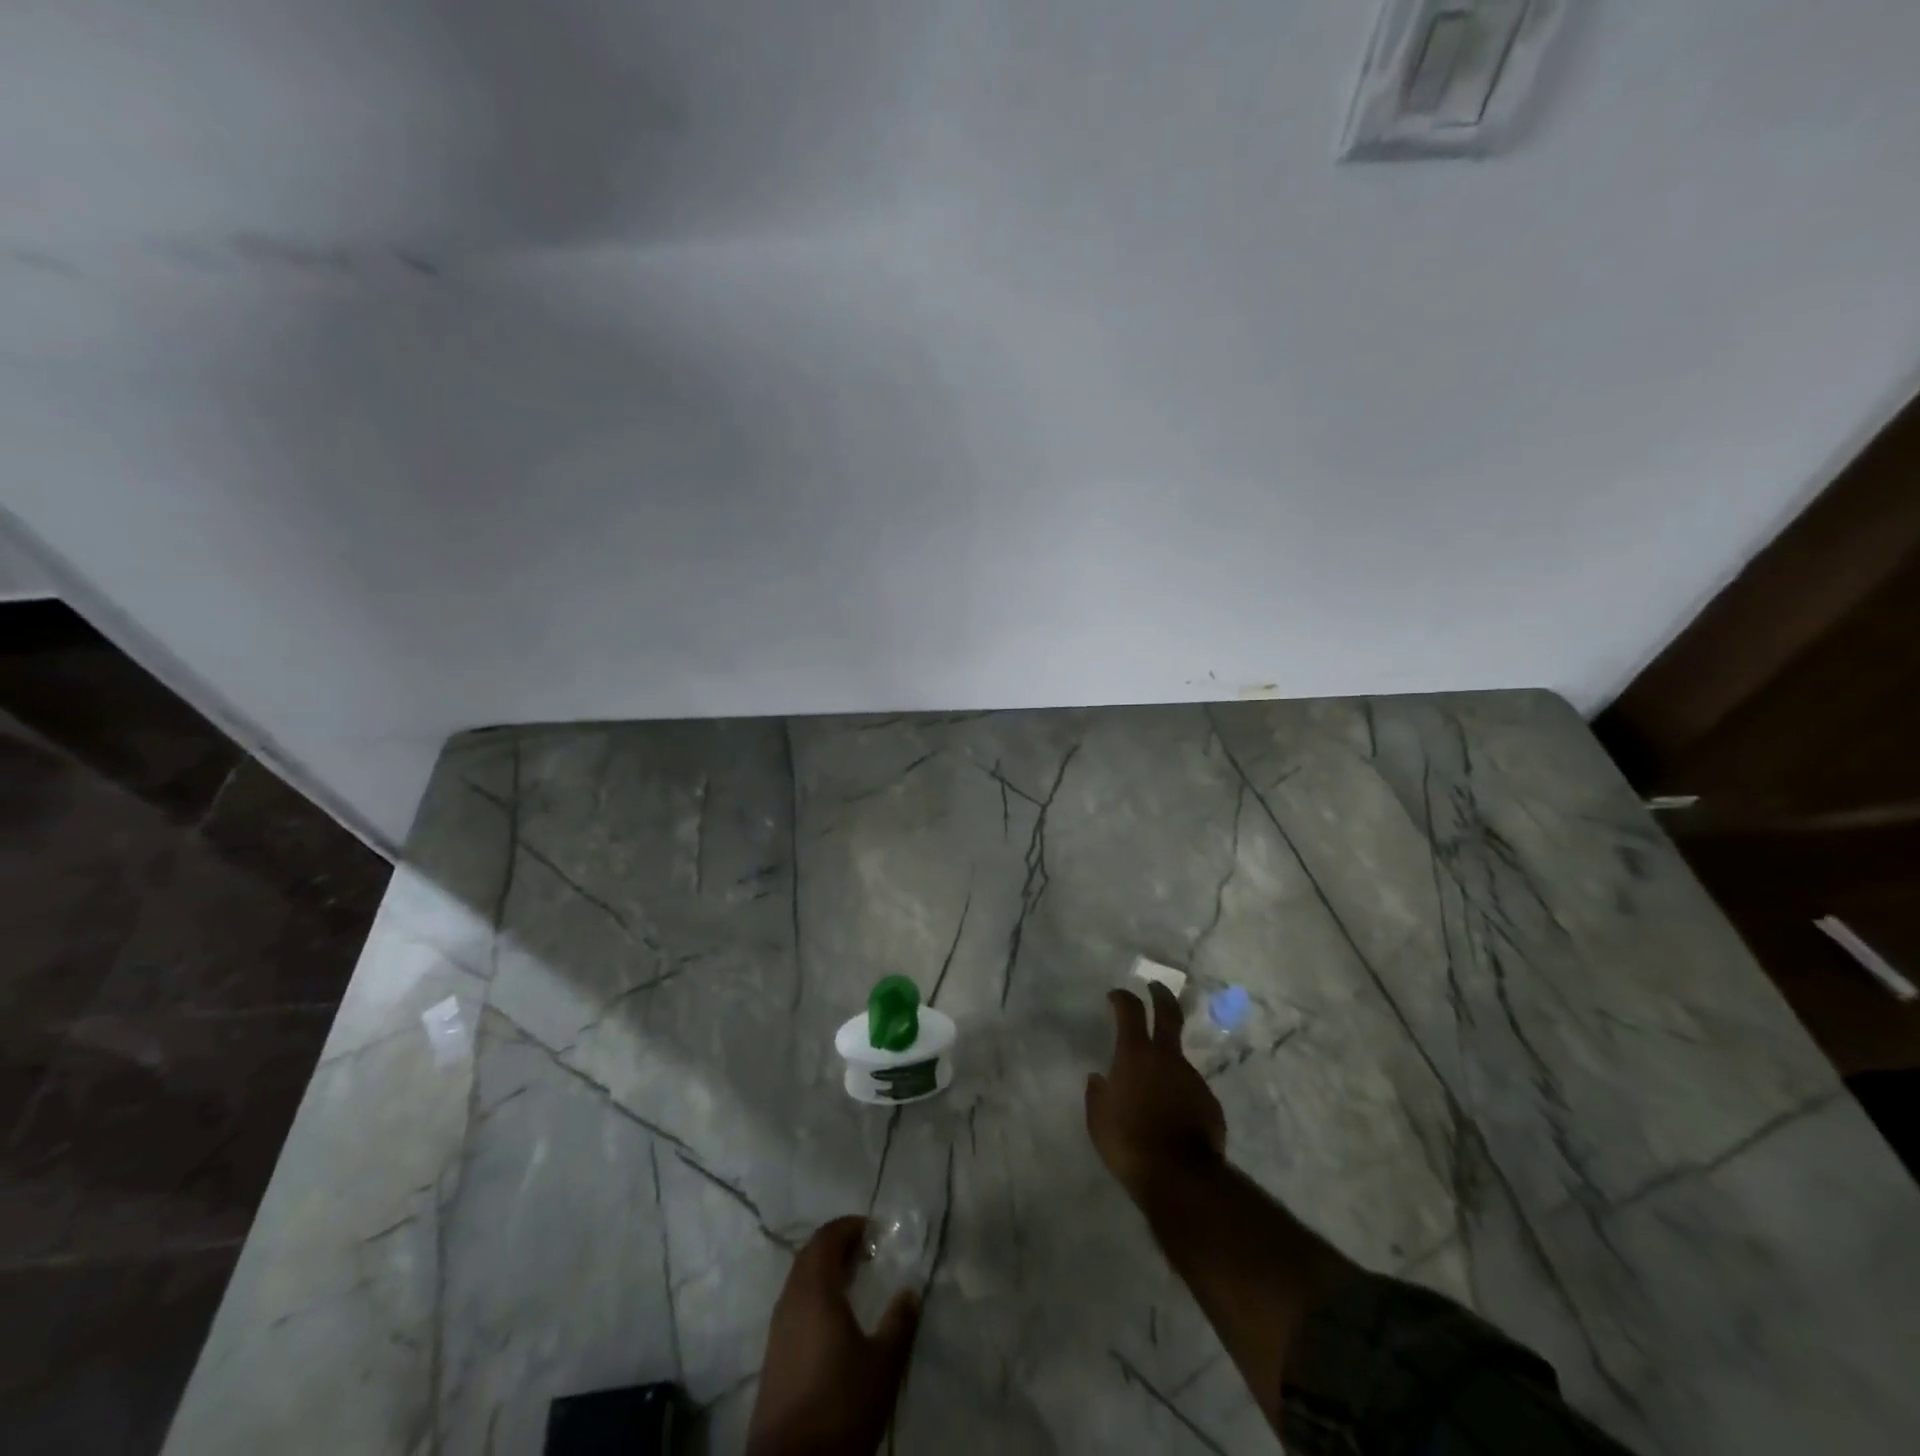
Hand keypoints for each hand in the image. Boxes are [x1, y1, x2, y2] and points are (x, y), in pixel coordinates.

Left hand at [746, 1215, 921, 1455]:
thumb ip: (899, 1323)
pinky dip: (815, 1295)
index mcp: (815, 1291)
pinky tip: (834, 1318)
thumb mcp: (882, 1366)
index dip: (849, 1226)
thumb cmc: (840, 1407)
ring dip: (825, 1270)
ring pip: (800, 1281)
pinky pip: (794, 1305)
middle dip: (837, 1244)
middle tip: (867, 1250)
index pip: (827, 1238)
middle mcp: (791, 1300)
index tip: (874, 1229)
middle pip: (810, 1255)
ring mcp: (777, 1329)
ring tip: (854, 1280)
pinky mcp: (773, 1356)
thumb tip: (910, 1291)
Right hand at [1086, 983, 1226, 1202]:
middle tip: (1155, 987)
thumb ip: (1097, 1093)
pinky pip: (1189, 1090)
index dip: (1122, 997)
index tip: (1116, 994)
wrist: (1179, 1176)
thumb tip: (1098, 1078)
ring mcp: (1193, 1078)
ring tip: (1153, 1089)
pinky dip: (1179, 1094)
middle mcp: (1167, 1057)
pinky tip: (1171, 1115)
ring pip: (1178, 1059)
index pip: (1130, 1010)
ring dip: (1166, 1063)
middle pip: (1168, 1013)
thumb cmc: (1128, 1141)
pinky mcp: (1210, 1102)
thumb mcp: (1098, 1118)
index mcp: (1135, 1054)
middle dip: (1160, 995)